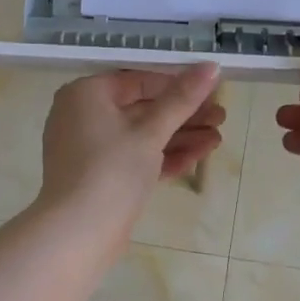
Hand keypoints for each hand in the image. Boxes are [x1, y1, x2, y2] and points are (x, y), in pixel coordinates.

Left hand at [36, 64, 225, 241]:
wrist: (78, 234)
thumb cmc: (112, 170)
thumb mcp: (151, 131)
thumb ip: (181, 99)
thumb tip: (211, 66)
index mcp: (86, 94)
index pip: (138, 80)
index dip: (177, 84)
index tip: (211, 90)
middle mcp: (83, 116)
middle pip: (142, 109)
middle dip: (183, 115)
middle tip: (220, 116)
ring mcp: (91, 150)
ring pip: (141, 136)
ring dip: (180, 136)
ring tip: (217, 138)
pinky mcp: (101, 177)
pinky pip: (135, 158)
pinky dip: (164, 156)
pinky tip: (199, 155)